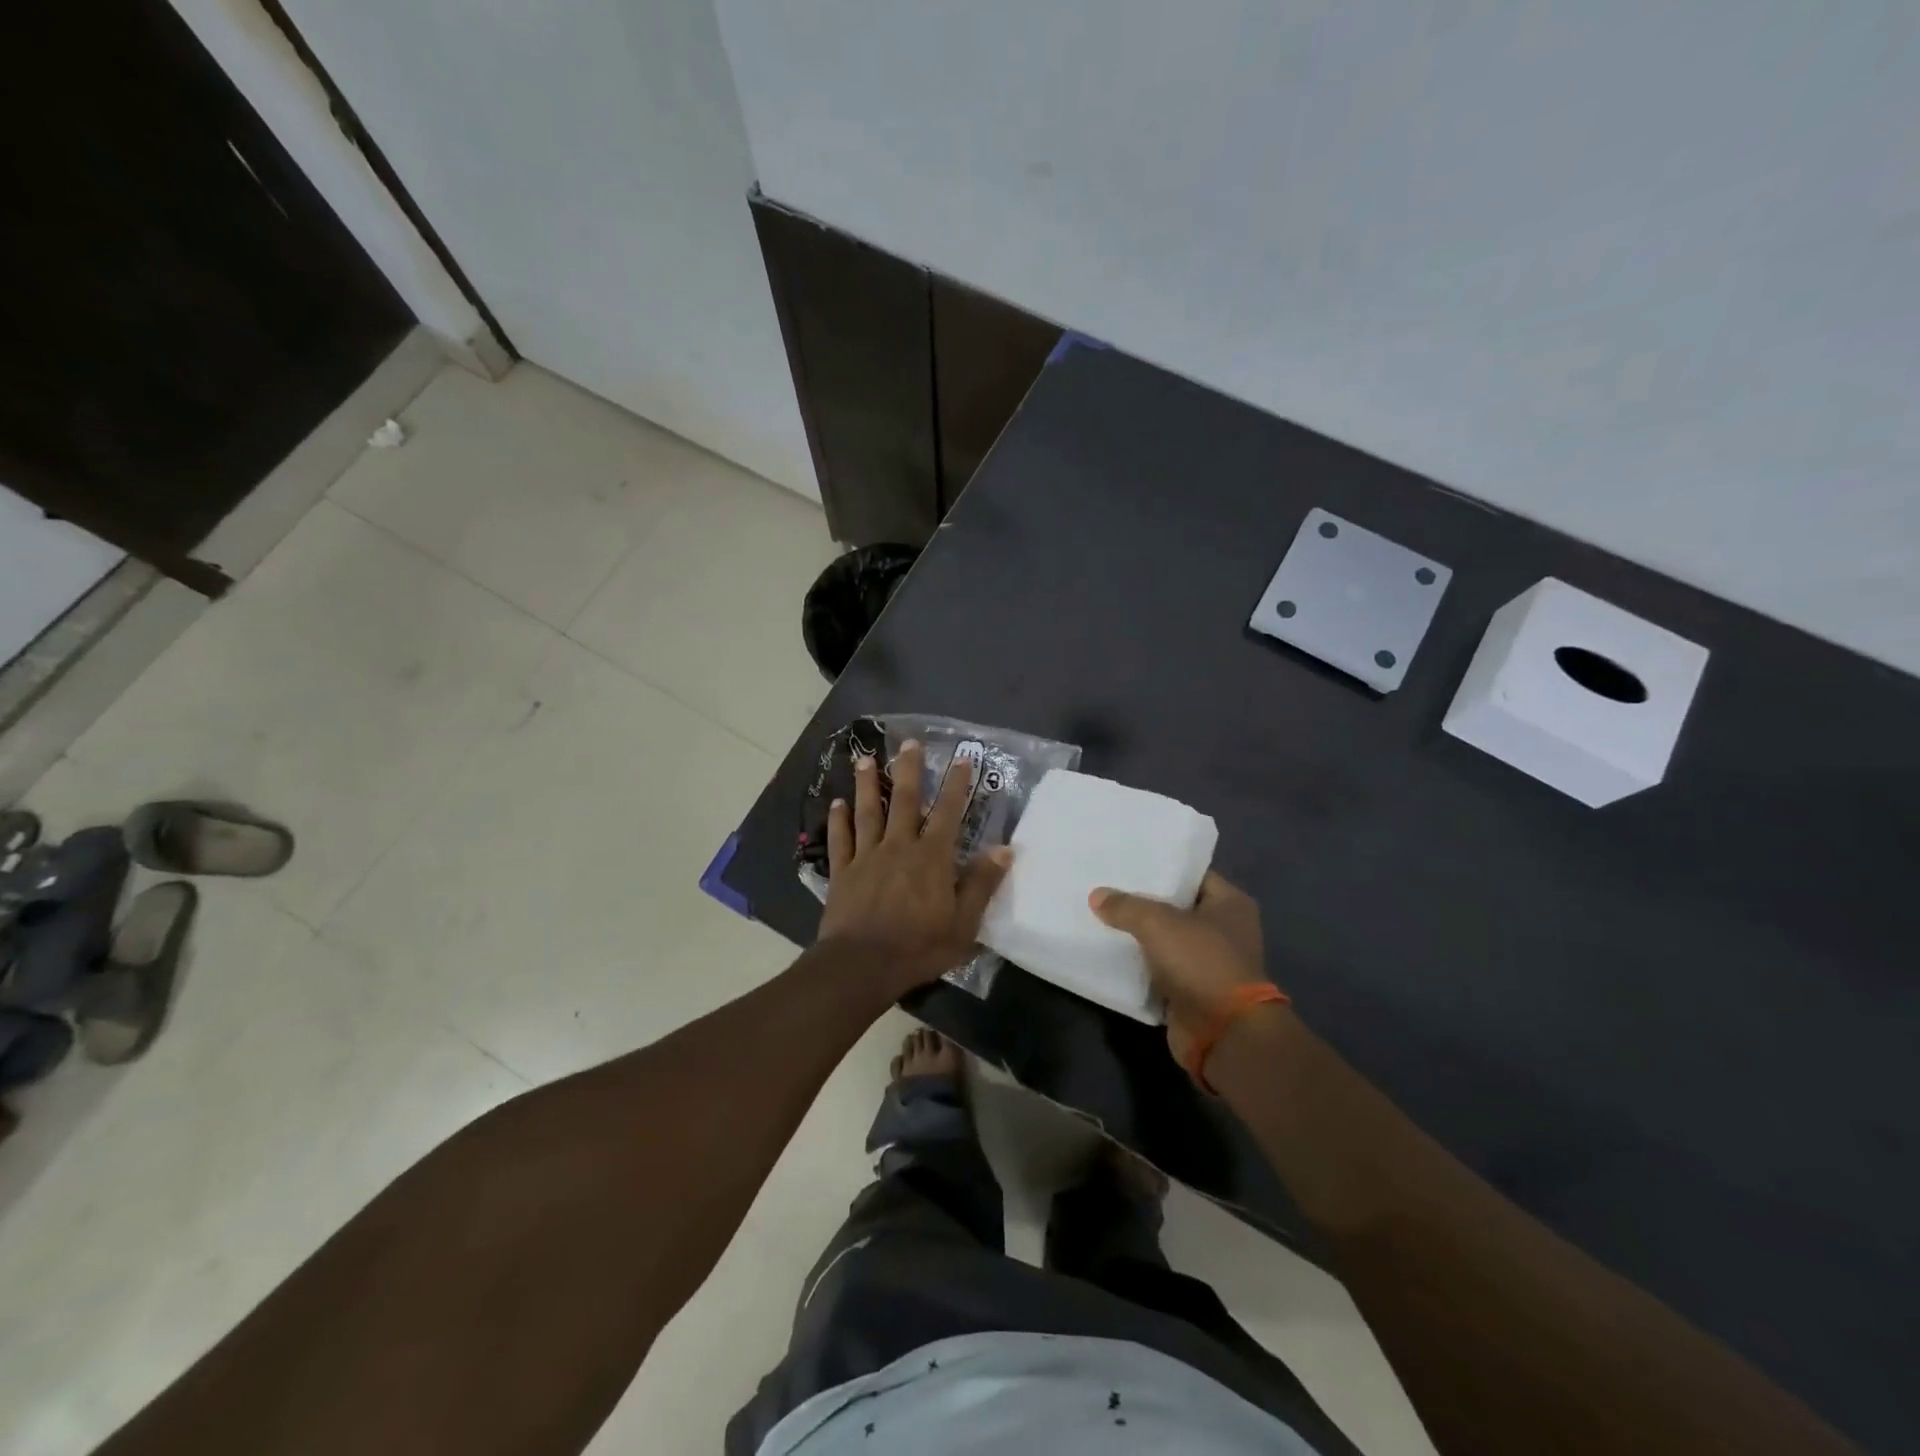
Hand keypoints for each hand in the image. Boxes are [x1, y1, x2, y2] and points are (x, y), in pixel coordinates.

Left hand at [817, 740, 1012, 996]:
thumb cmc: (918, 947)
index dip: (957, 784)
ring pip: (868, 812)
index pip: (949, 813)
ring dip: (868, 784)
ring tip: (866, 759)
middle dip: (909, 769)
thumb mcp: (964, 923)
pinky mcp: (842, 872)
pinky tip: (836, 803)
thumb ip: (982, 884)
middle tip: (909, 742)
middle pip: (905, 800)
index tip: (962, 758)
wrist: (862, 965)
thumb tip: (1004, 849)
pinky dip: (838, 820)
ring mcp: (867, 857)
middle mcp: (899, 847)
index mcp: (932, 857)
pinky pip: (840, 840)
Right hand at [1090, 872, 1271, 1066]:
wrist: (1222, 1033)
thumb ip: (1126, 906)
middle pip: (1177, 907)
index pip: (1192, 874)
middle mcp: (1225, 930)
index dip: (1161, 867)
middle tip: (1107, 885)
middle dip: (1144, 901)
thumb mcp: (1158, 923)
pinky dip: (1140, 964)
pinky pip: (1160, 969)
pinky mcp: (1193, 991)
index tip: (1127, 861)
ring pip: (1166, 939)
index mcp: (1230, 904)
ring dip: (1140, 935)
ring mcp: (1209, 963)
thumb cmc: (1201, 963)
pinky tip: (1110, 951)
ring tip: (1101, 914)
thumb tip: (1097, 895)